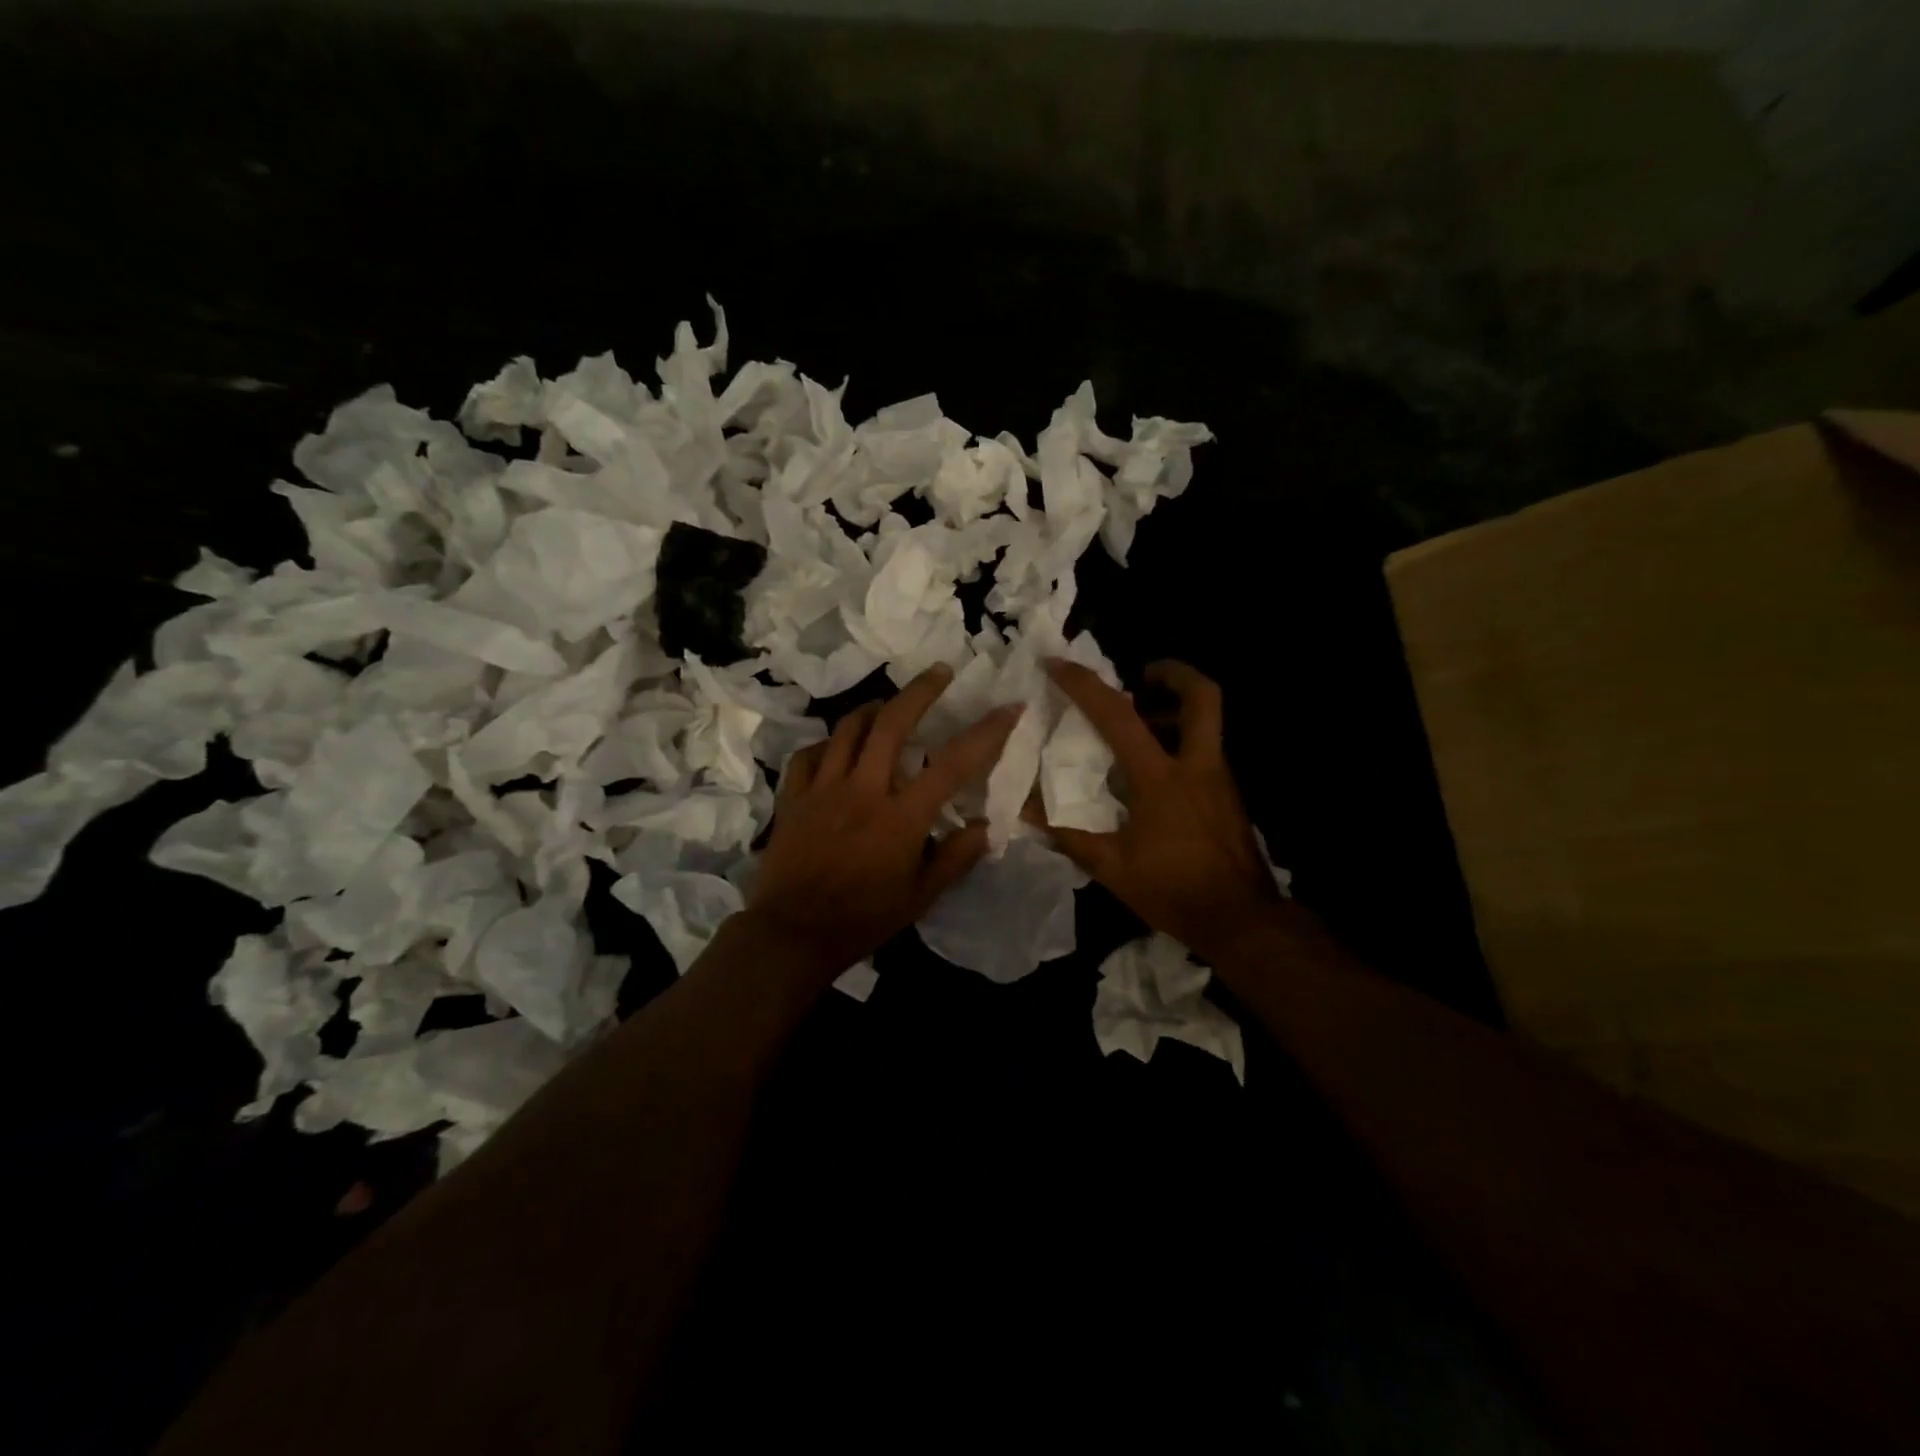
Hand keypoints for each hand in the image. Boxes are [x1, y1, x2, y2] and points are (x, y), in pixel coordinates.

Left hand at [746, 665, 1023, 981]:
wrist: (793, 934)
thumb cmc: (863, 919)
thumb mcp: (920, 898)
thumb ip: (955, 858)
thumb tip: (986, 827)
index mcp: (901, 816)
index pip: (953, 763)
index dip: (987, 732)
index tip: (1009, 708)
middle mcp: (863, 789)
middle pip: (892, 722)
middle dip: (920, 691)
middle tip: (939, 671)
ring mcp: (823, 788)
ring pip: (848, 729)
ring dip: (873, 710)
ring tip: (889, 705)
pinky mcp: (793, 796)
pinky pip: (809, 754)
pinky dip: (828, 744)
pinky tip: (837, 748)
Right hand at [1040, 659, 1282, 963]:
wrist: (1241, 921)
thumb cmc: (1173, 890)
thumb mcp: (1111, 867)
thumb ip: (1068, 833)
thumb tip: (1024, 807)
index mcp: (1161, 778)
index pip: (1119, 717)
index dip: (1085, 685)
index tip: (1057, 666)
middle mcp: (1197, 766)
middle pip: (1203, 696)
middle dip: (1173, 673)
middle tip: (1141, 675)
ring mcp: (1219, 779)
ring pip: (1206, 722)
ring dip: (1175, 708)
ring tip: (1141, 720)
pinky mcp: (1228, 796)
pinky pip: (1204, 749)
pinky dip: (1180, 740)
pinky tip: (1154, 770)